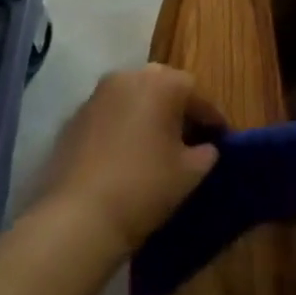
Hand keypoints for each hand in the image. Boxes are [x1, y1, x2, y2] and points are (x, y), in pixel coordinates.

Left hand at [37, 64, 223, 256]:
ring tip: (156, 145)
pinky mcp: (74, 118)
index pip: (196, 93)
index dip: (211, 117)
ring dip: (147, 114)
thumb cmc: (144, 187)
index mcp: (161, 83)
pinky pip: (109, 114)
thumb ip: (206, 152)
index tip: (221, 137)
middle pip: (162, 86)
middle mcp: (128, 77)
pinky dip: (121, 127)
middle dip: (177, 108)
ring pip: (132, 97)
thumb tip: (206, 147)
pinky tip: (125, 155)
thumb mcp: (189, 173)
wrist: (78, 217)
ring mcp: (96, 95)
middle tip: (189, 136)